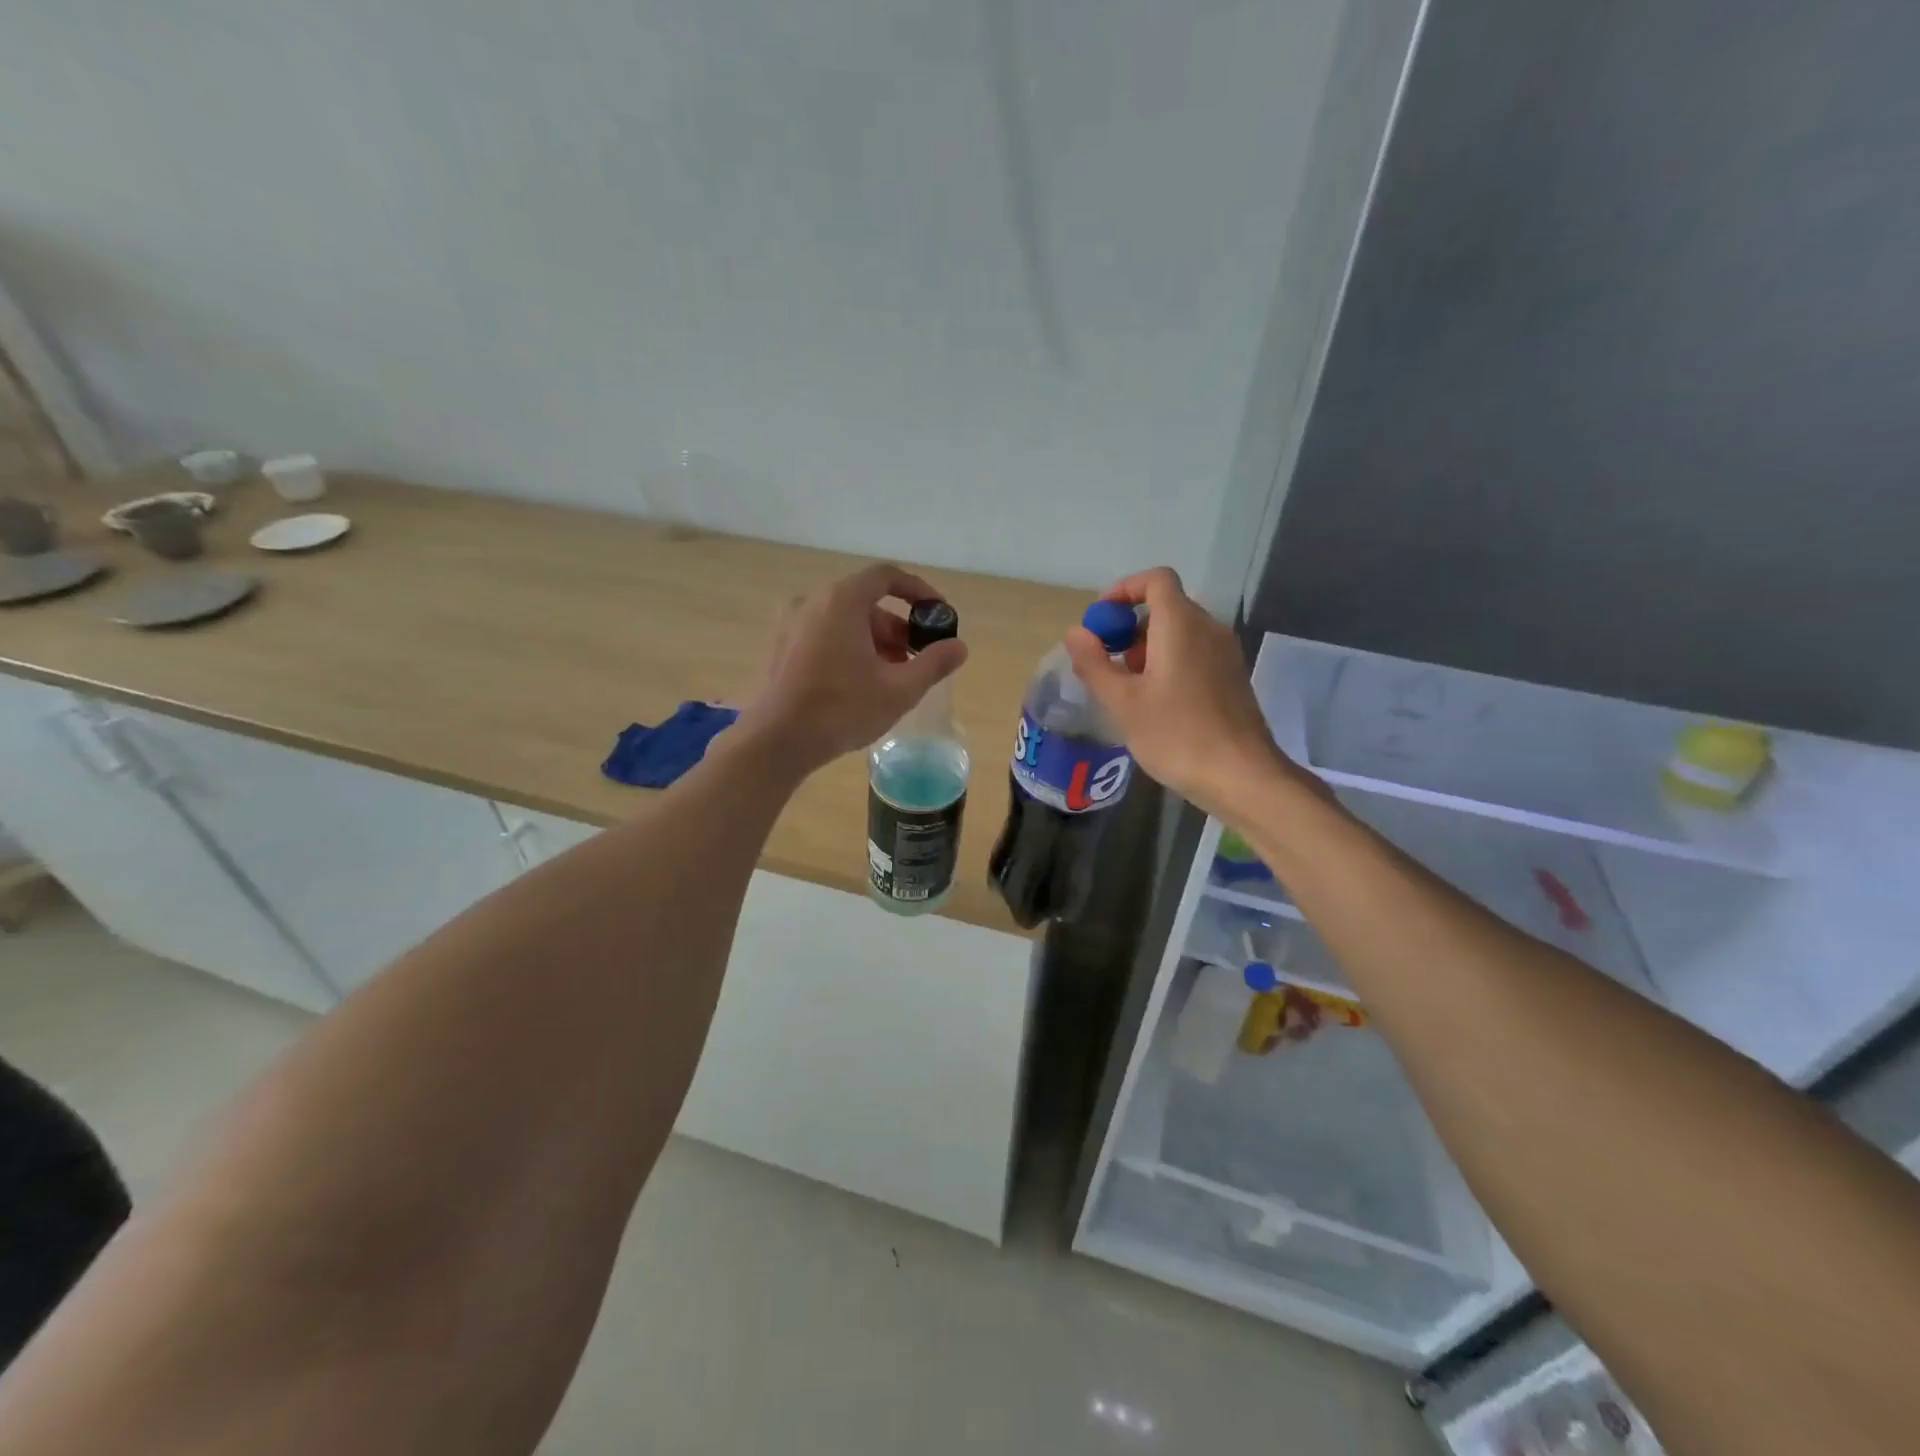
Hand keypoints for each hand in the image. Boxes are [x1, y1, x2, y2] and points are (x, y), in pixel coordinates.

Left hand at [739, 563, 967, 774]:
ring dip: (875, 641)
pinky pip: (825, 634)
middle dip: (898, 627)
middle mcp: (813, 601)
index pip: (887, 577)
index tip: (938, 613)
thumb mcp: (899, 690)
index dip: (918, 591)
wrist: (777, 741)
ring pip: (845, 621)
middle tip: (918, 658)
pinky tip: (861, 683)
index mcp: (842, 601)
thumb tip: (959, 647)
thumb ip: (933, 663)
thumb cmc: (841, 709)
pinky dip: (850, 648)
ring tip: (893, 677)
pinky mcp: (781, 647)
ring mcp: (792, 624)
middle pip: (866, 602)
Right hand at [1065, 567, 1305, 815]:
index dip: (1124, 590)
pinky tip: (1156, 703)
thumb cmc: (1176, 735)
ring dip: (1147, 648)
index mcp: (1181, 625)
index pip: (1156, 580)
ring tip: (1128, 689)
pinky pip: (1195, 653)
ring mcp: (1225, 653)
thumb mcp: (1123, 702)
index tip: (1101, 620)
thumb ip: (1095, 663)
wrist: (1241, 776)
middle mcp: (1208, 629)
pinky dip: (1169, 662)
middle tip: (1107, 663)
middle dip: (1130, 627)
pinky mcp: (1232, 677)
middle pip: (1166, 607)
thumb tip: (1076, 633)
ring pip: (1180, 632)